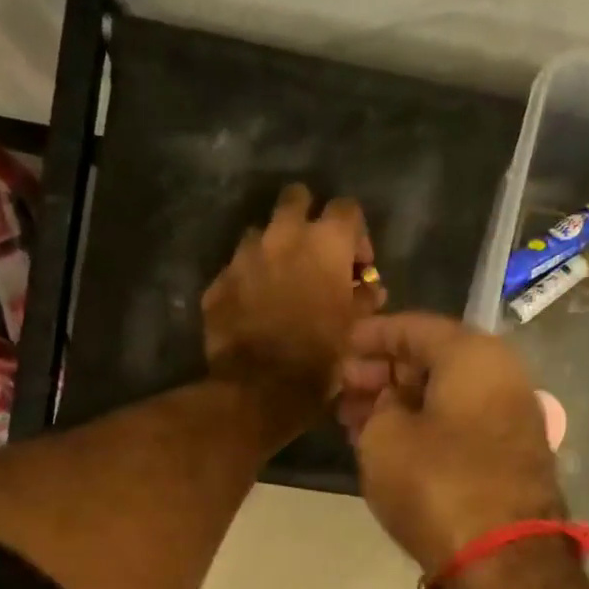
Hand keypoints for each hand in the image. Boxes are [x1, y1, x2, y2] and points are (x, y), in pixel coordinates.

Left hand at [201, 184, 381, 437]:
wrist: (259, 389)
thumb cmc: (318, 360)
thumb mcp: (355, 332)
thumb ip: (364, 301)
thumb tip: (370, 289)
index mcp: (325, 243)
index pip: (347, 208)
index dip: (356, 234)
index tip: (356, 266)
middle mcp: (283, 236)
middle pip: (296, 199)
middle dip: (307, 217)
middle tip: (313, 253)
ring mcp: (244, 257)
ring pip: (261, 233)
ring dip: (273, 250)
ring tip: (280, 282)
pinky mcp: (218, 283)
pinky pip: (236, 270)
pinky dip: (247, 281)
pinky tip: (253, 309)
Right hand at [339, 313, 563, 574]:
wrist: (502, 560)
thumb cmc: (437, 485)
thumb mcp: (384, 438)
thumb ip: (377, 406)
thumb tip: (389, 403)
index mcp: (473, 355)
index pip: (413, 328)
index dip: (372, 336)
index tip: (341, 346)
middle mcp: (501, 376)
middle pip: (433, 361)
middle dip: (384, 373)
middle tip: (344, 388)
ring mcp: (511, 419)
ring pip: (444, 397)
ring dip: (400, 404)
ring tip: (356, 418)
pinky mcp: (510, 457)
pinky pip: (458, 425)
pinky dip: (423, 427)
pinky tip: (389, 442)